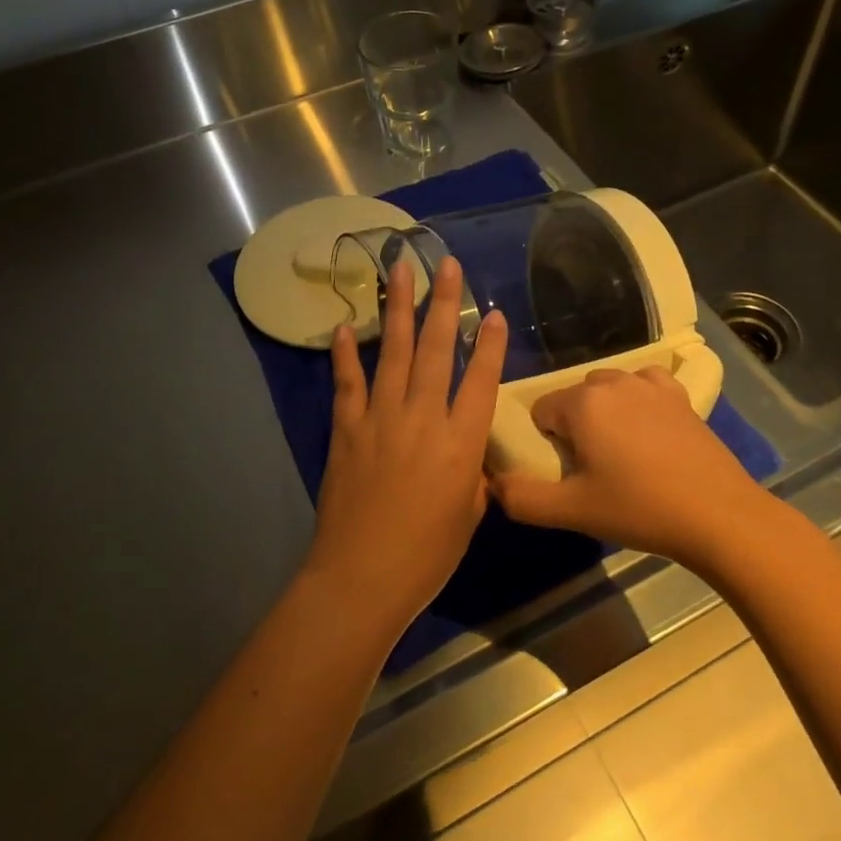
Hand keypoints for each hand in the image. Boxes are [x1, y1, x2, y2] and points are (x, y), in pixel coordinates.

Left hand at [308, 256, 507, 634]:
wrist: (361, 576)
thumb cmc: (426, 554)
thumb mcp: (468, 515)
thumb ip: (472, 475)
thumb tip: (469, 455)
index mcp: (461, 442)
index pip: (482, 380)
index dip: (490, 344)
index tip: (494, 312)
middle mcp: (423, 417)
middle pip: (436, 350)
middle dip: (444, 304)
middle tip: (446, 264)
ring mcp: (381, 418)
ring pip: (393, 352)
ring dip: (398, 309)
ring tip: (401, 272)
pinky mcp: (347, 428)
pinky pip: (348, 382)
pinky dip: (346, 353)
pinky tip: (347, 326)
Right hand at [490, 367, 769, 573]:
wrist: (718, 515)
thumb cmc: (639, 509)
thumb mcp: (571, 511)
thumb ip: (521, 498)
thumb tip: (494, 483)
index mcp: (581, 404)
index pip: (541, 412)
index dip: (547, 443)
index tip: (566, 473)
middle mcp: (612, 382)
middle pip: (573, 398)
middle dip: (574, 426)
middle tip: (592, 469)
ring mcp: (649, 384)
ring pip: (607, 389)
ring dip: (604, 413)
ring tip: (620, 453)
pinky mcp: (679, 395)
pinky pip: (644, 385)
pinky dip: (638, 400)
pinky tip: (648, 429)